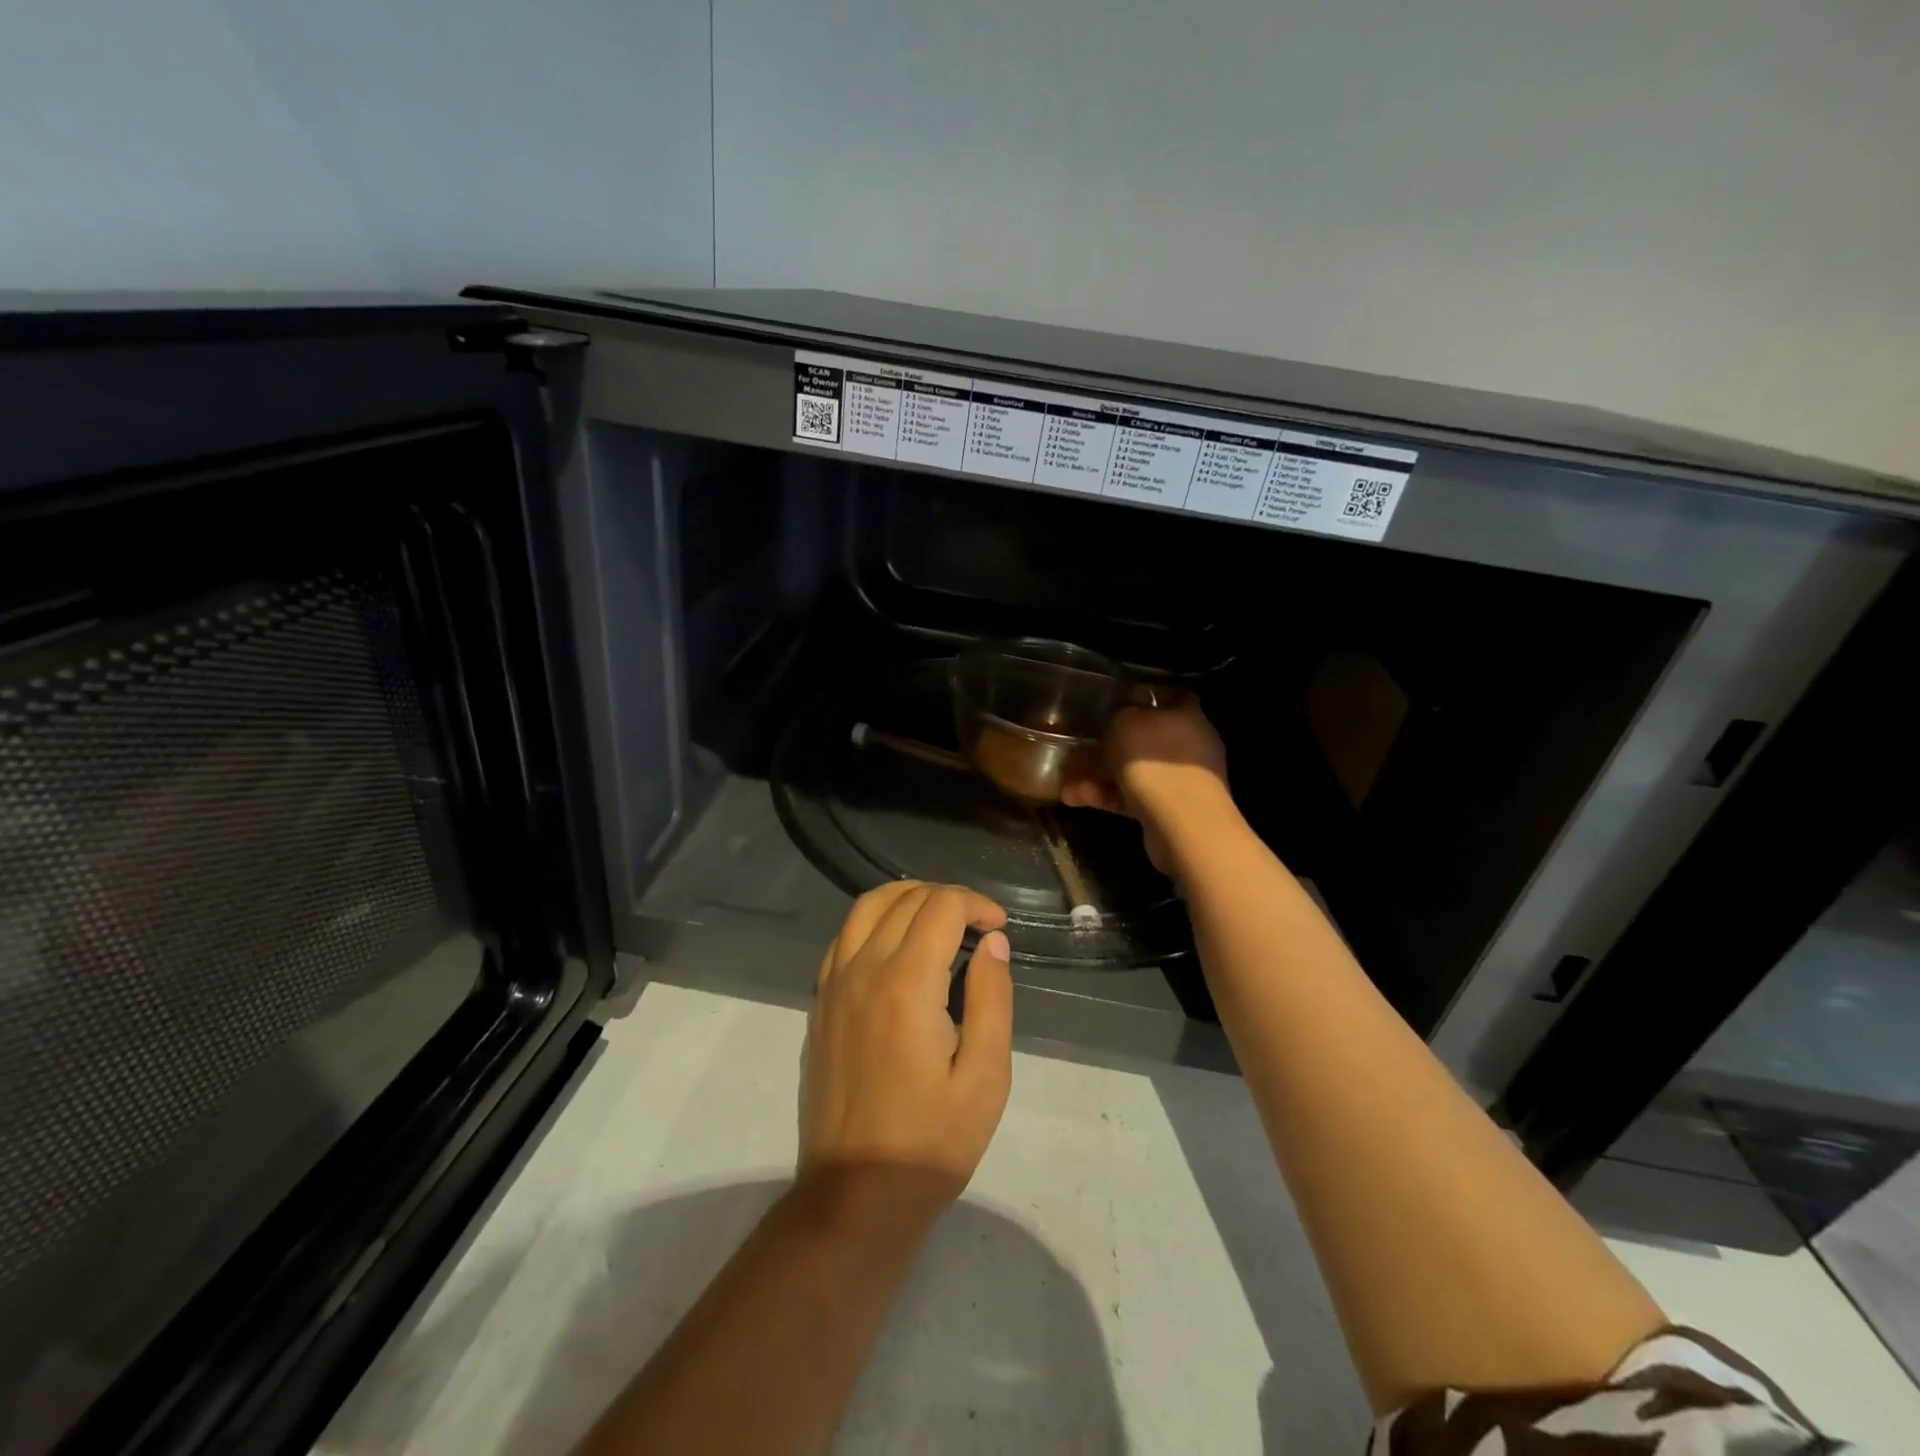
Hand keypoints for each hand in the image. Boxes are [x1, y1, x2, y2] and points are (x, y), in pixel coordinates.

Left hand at [799, 882, 1012, 1224]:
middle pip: (904, 899)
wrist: (855, 1196)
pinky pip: (843, 936)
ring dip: (907, 898)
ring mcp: (833, 985)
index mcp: (906, 984)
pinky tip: (896, 946)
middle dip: (947, 898)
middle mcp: (863, 970)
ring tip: (939, 919)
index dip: (976, 904)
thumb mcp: (985, 1077)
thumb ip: (992, 999)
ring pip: (866, 907)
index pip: (941, 907)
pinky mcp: (820, 1004)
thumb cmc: (931, 1142)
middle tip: (978, 925)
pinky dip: (873, 921)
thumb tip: (992, 942)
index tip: (999, 927)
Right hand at [1060, 695, 1230, 872]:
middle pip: (1149, 737)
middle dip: (1114, 741)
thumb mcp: (1125, 723)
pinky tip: (1074, 798)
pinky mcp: (1168, 811)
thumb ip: (1119, 714)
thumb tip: (1120, 716)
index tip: (1118, 695)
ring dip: (1101, 774)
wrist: (1182, 824)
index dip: (1147, 693)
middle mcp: (1189, 746)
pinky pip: (1131, 797)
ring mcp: (1181, 781)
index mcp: (1187, 716)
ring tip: (1067, 778)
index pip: (1172, 695)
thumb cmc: (1155, 761)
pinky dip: (1105, 796)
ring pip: (1136, 770)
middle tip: (1085, 741)